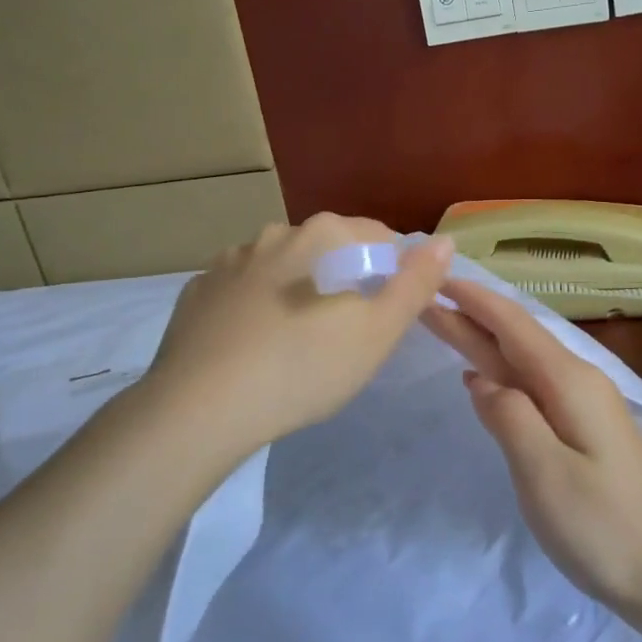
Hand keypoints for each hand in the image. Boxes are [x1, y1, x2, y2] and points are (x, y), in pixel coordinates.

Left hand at [127, 214, 454, 466]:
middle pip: (328, 249)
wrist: (201, 407)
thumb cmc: (304, 367)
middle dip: (346, 279)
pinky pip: (242, 290)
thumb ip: (416, 283)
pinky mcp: (198, 291)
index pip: (378, 236)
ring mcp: (229, 260)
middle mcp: (275, 233)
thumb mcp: (378, 332)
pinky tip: (255, 345)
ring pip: (282, 267)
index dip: (395, 270)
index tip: (391, 311)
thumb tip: (443, 241)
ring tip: (299, 340)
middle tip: (348, 332)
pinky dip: (257, 306)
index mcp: (323, 236)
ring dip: (299, 290)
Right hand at [422, 278, 641, 624]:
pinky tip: (487, 380)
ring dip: (484, 344)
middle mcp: (579, 384)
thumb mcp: (546, 474)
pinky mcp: (588, 436)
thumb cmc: (608, 528)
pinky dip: (503, 377)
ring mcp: (586, 410)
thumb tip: (480, 378)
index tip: (434, 278)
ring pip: (524, 364)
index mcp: (569, 383)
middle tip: (422, 300)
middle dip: (470, 318)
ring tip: (445, 328)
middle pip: (516, 340)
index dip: (474, 301)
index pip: (513, 325)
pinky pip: (535, 390)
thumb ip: (509, 418)